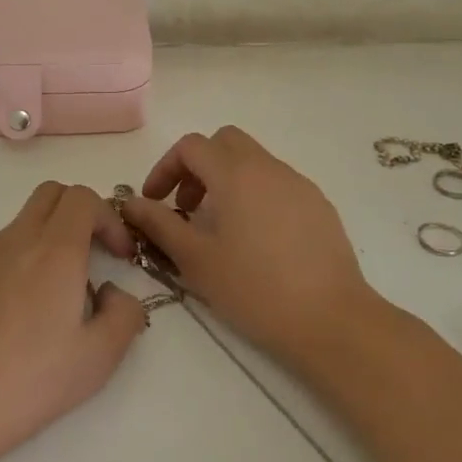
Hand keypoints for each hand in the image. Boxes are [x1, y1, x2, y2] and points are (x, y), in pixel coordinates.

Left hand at [0, 182, 146, 461]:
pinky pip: (0, 249)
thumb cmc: (26, 384)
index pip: (84, 198)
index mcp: (54, 251)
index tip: (120, 257)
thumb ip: (125, 315)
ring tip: (57, 298)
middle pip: (51, 194)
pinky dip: (22, 259)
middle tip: (94, 257)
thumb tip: (113, 293)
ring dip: (51, 238)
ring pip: (24, 221)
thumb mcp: (97, 359)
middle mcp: (16, 240)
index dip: (110, 219)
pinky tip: (19, 315)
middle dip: (81, 213)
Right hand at [121, 126, 373, 364]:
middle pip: (225, 142)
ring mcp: (299, 184)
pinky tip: (256, 240)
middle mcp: (269, 167)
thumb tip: (130, 203)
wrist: (331, 319)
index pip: (191, 146)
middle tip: (187, 207)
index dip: (165, 168)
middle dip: (198, 166)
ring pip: (254, 162)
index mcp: (236, 174)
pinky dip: (255, 195)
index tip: (155, 202)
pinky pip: (278, 183)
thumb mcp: (195, 260)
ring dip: (227, 180)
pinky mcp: (319, 205)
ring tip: (219, 227)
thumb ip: (159, 224)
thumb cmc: (254, 289)